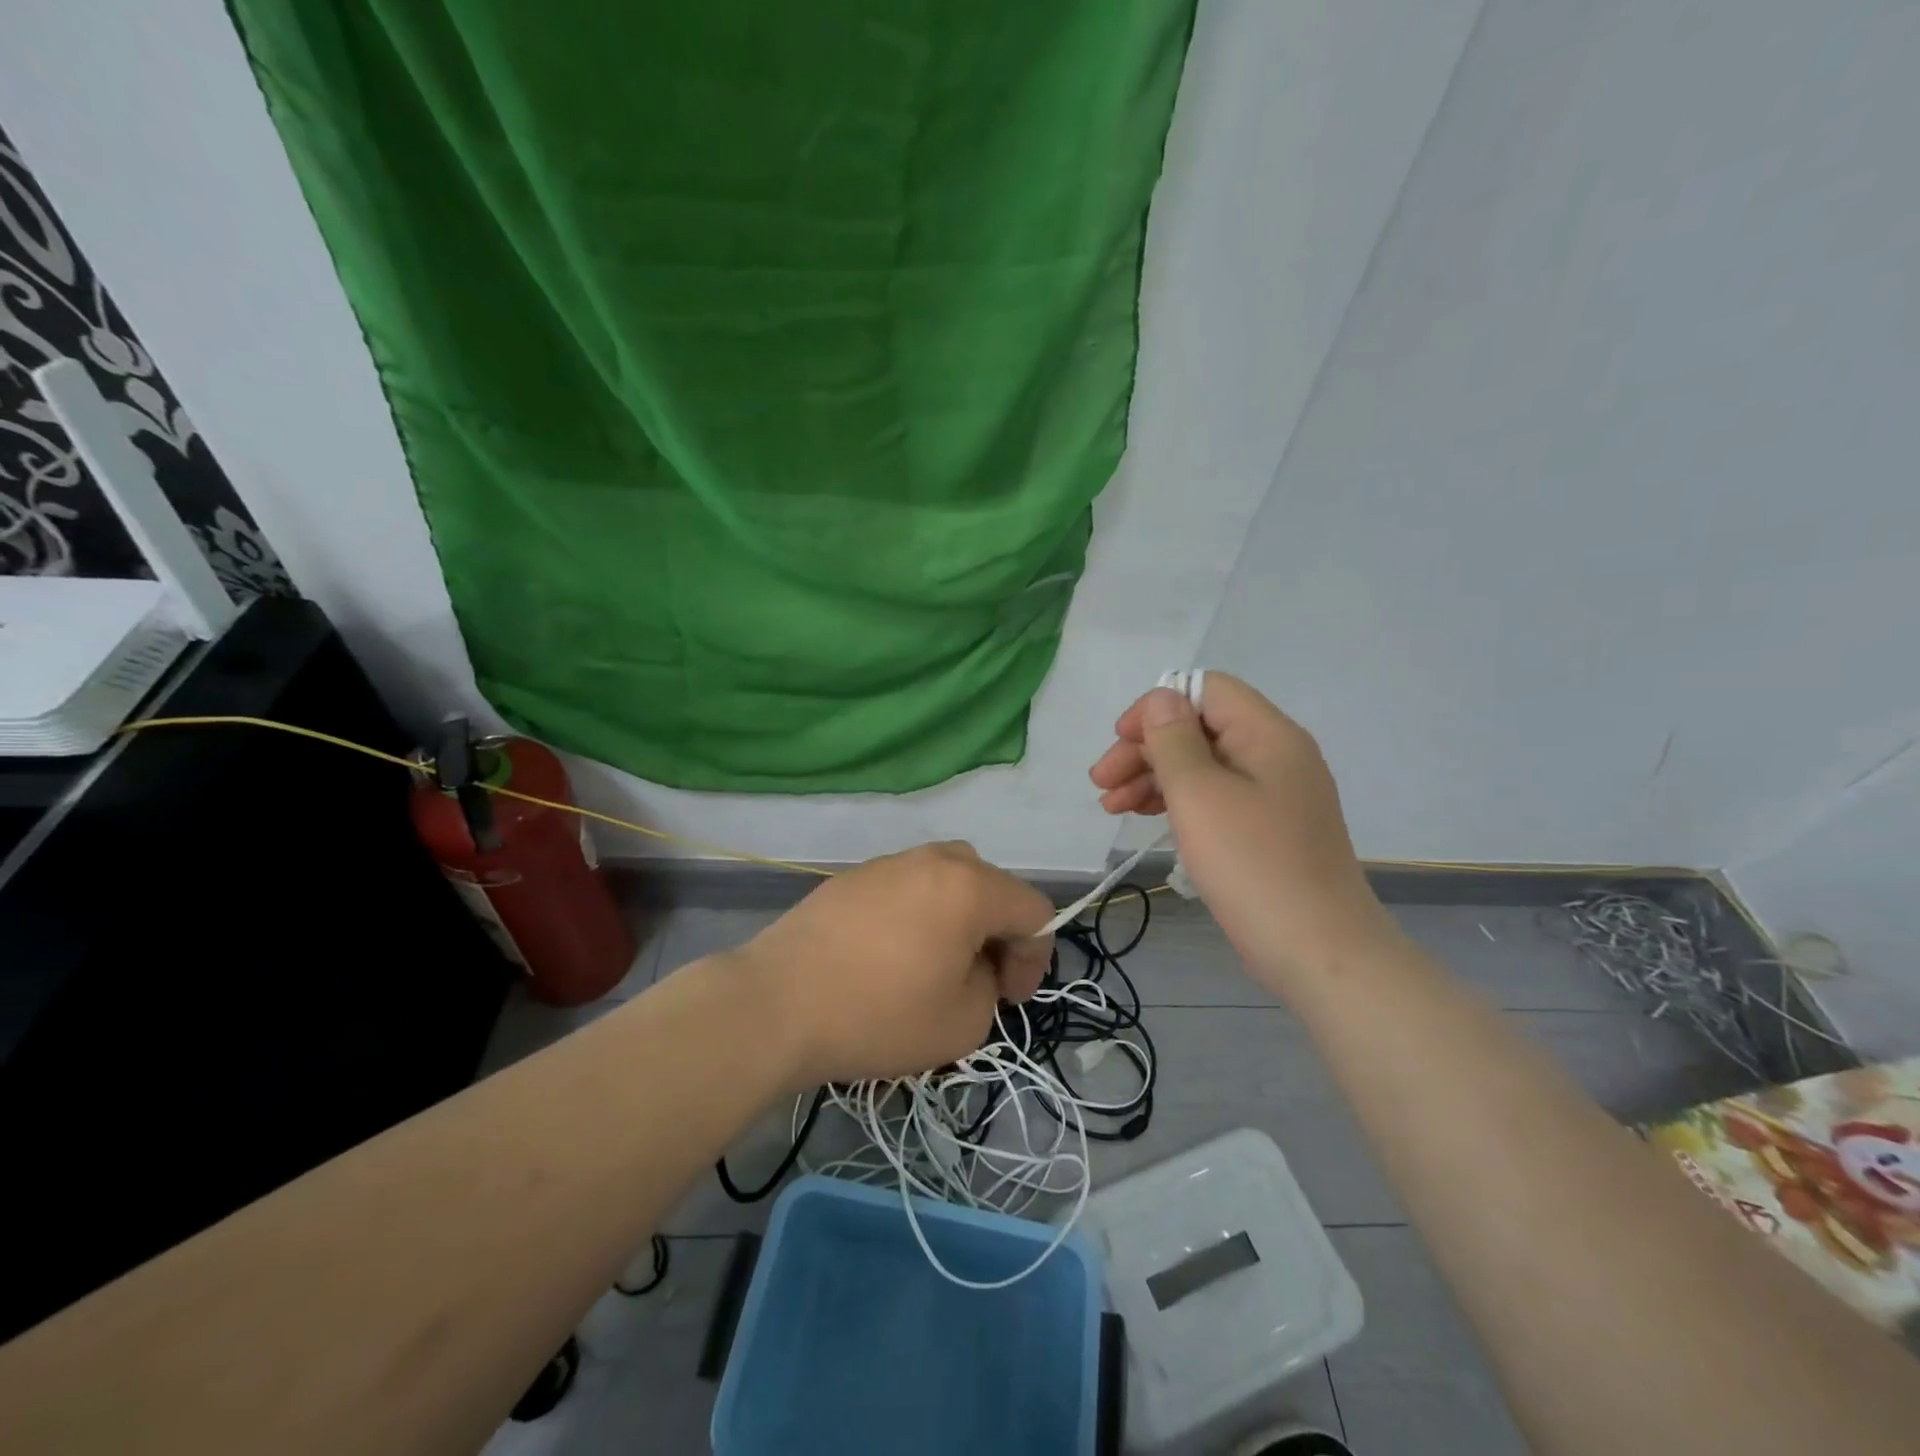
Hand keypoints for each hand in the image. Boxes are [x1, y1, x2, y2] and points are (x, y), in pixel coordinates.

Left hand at [728, 842, 1054, 1085]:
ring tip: (936, 965)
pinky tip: (890, 956)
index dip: (1035, 957)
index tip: (1010, 998)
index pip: (1033, 909)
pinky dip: (919, 915)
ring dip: (959, 919)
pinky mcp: (852, 876)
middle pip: (991, 886)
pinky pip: (907, 888)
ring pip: (947, 881)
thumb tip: (974, 966)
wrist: (776, 1004)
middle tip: (979, 979)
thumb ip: (990, 986)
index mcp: (969, 886)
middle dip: (998, 933)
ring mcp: (888, 863)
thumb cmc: (878, 1015)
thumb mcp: (963, 1022)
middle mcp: (933, 860)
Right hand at [1089, 673, 1393, 986]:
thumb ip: (1174, 741)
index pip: (1206, 690)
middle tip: (1101, 782)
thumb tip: (1161, 700)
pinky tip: (1145, 819)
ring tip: (1111, 806)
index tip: (1120, 740)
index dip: (1157, 706)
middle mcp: (1275, 755)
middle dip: (1146, 748)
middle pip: (1200, 729)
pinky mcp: (1266, 830)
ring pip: (1202, 766)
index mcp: (1268, 735)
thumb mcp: (1200, 795)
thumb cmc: (1253, 865)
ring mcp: (1273, 795)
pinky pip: (1215, 798)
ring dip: (1153, 777)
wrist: (1318, 952)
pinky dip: (1177, 803)